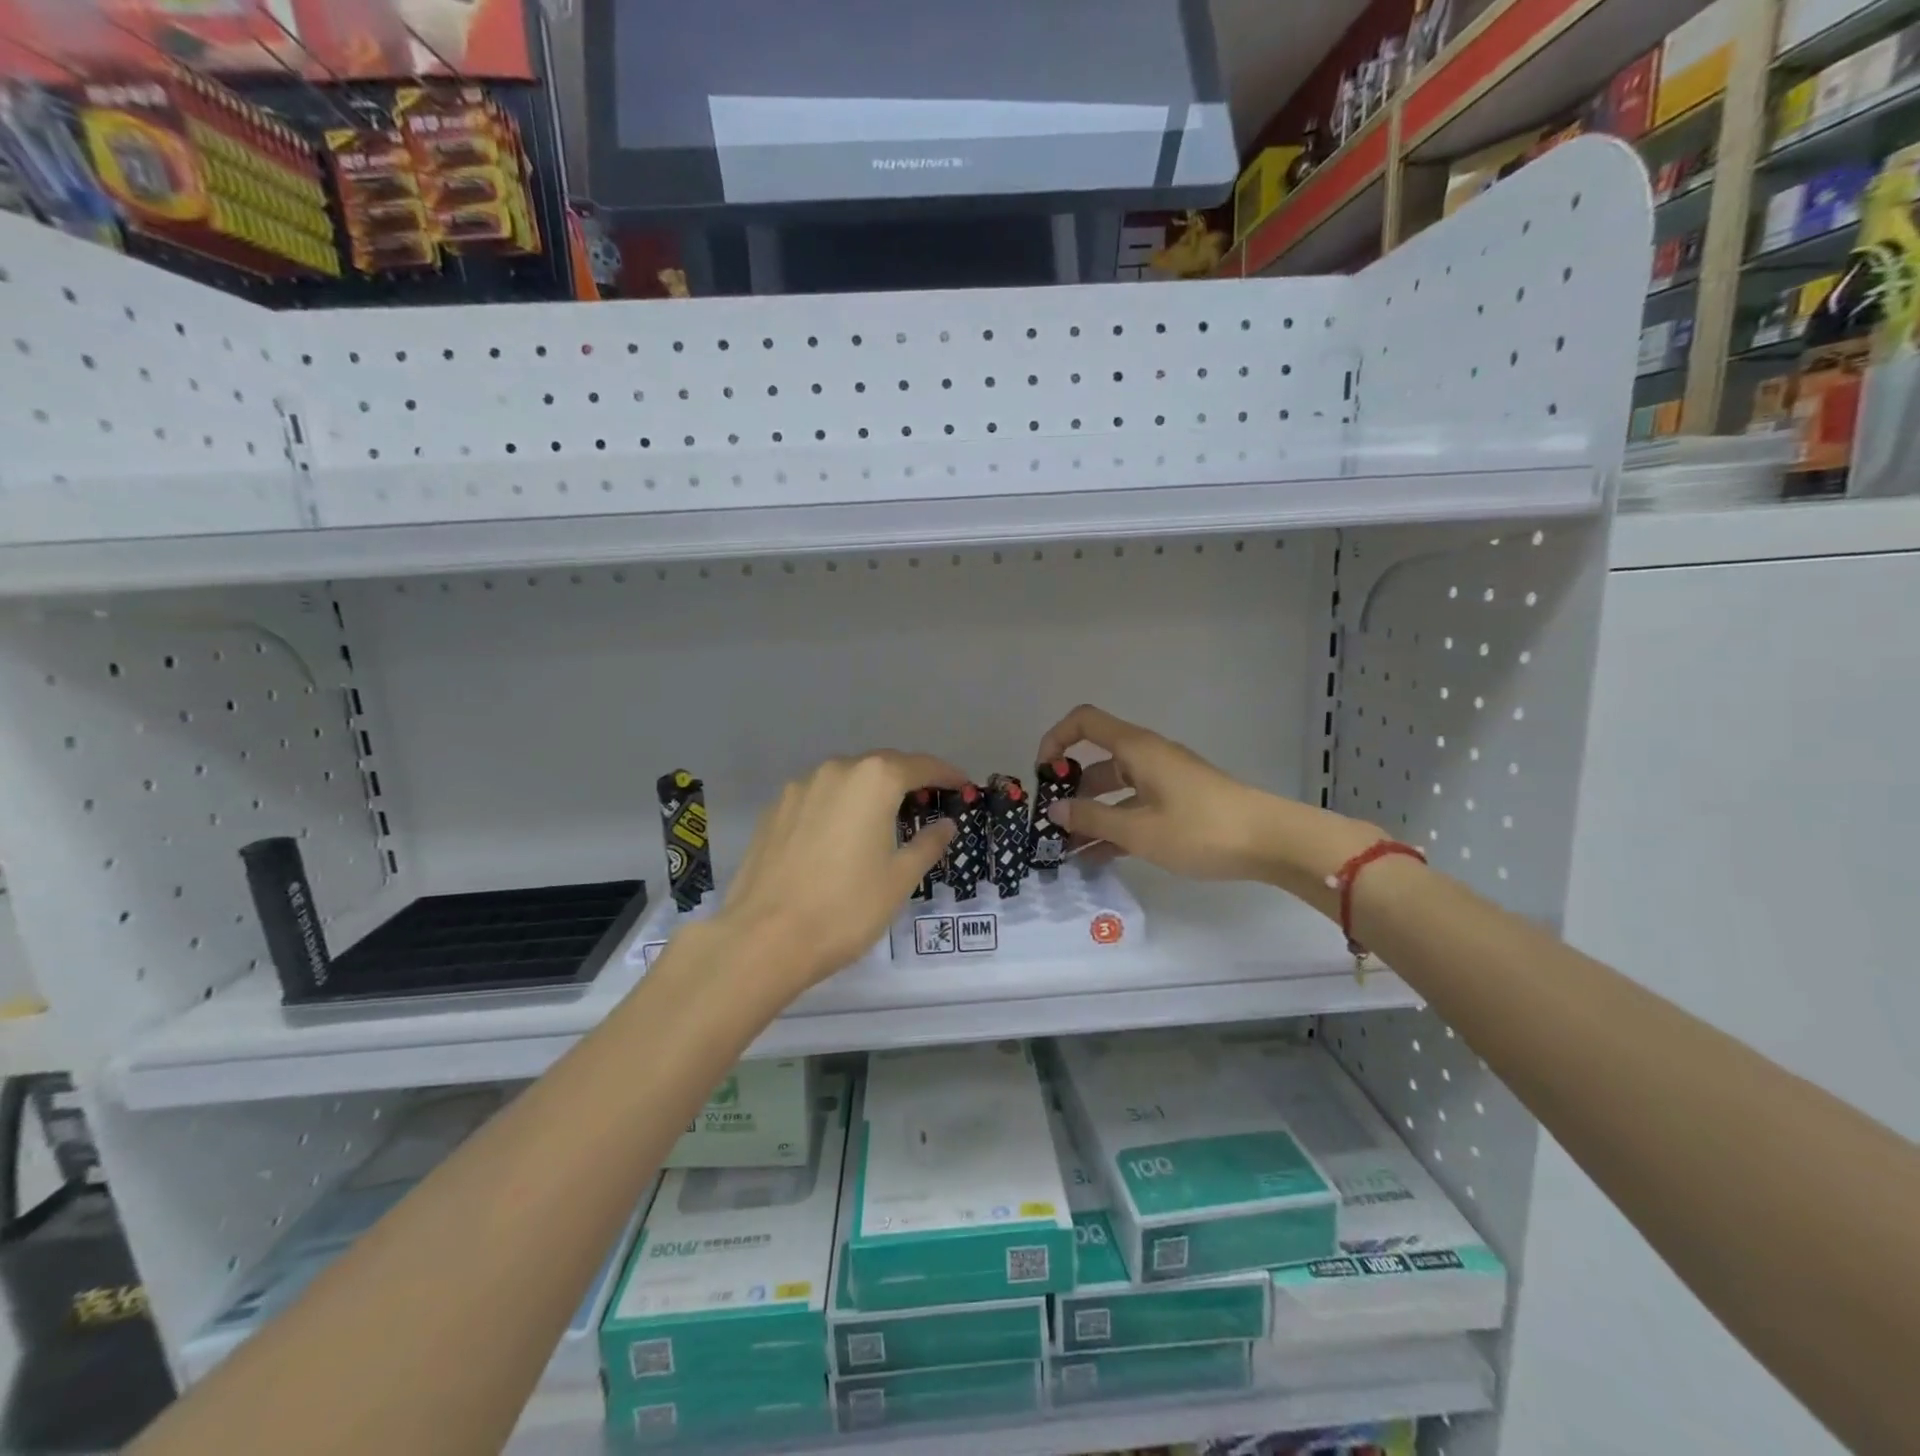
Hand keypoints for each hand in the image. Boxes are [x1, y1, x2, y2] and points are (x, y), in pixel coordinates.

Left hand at [716, 753, 963, 992]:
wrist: (764, 938)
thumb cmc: (846, 907)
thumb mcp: (900, 879)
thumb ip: (927, 844)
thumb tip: (945, 825)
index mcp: (874, 780)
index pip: (921, 766)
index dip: (946, 775)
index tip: (963, 786)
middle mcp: (836, 770)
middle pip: (882, 766)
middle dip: (907, 780)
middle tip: (927, 804)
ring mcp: (800, 787)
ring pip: (846, 780)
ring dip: (870, 792)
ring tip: (883, 820)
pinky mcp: (774, 810)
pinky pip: (818, 797)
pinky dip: (838, 807)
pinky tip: (840, 836)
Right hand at [1036, 705, 1379, 890]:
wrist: (1271, 841)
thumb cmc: (1200, 829)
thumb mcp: (1138, 829)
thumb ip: (1092, 819)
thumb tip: (1054, 810)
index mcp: (1136, 749)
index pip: (1084, 722)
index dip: (1055, 739)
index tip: (1041, 773)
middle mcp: (1147, 757)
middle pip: (1096, 762)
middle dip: (1069, 790)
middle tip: (1050, 825)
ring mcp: (1164, 780)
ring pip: (1115, 790)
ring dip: (1091, 816)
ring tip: (1068, 851)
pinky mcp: (1179, 803)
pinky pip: (1135, 807)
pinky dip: (1115, 826)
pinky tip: (1098, 858)